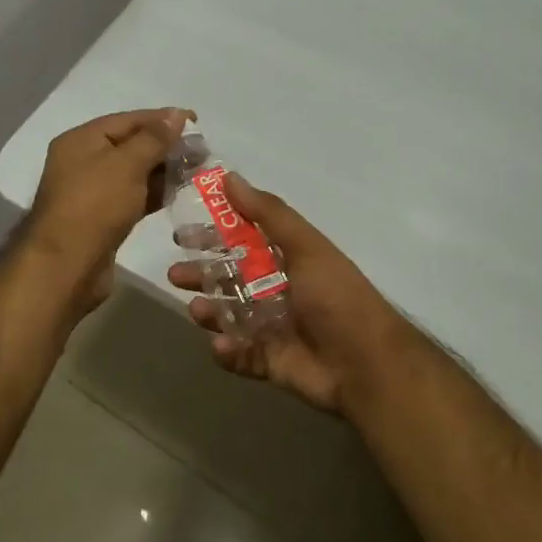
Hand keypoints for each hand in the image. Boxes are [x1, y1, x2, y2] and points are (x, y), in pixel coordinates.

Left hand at [24, 108, 191, 315]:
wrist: (67, 267)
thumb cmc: (95, 206)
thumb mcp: (127, 164)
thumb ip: (154, 138)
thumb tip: (176, 114)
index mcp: (81, 140)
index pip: (127, 120)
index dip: (161, 119)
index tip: (196, 122)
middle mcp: (83, 161)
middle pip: (130, 145)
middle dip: (165, 147)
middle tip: (201, 152)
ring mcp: (91, 192)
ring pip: (133, 173)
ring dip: (163, 171)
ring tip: (196, 172)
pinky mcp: (102, 218)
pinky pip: (132, 196)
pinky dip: (153, 193)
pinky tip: (177, 194)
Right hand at [167, 174, 412, 413]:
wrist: (366, 364)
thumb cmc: (335, 296)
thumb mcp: (305, 246)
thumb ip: (267, 213)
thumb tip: (229, 177)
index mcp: (288, 260)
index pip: (243, 241)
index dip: (214, 236)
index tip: (184, 234)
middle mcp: (278, 290)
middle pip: (230, 279)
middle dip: (202, 275)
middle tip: (175, 274)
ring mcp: (273, 327)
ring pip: (229, 316)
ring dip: (209, 311)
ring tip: (195, 310)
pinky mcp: (270, 361)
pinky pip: (240, 355)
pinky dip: (227, 351)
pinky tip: (221, 346)